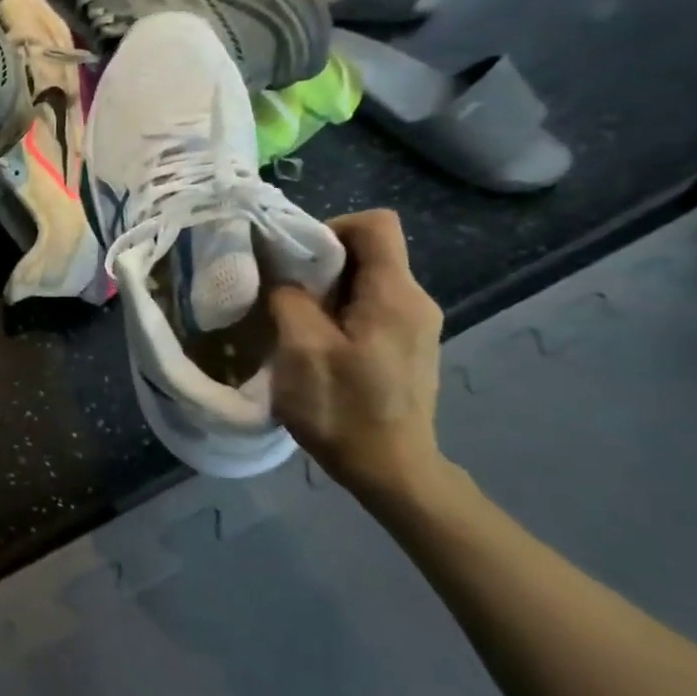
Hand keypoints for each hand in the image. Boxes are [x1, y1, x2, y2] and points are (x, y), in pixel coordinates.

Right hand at [269, 210, 450, 509]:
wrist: (392, 471)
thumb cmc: (344, 409)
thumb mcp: (302, 350)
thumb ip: (289, 299)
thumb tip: (281, 274)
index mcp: (395, 294)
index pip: (375, 224)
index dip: (330, 228)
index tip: (294, 259)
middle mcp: (415, 300)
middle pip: (368, 252)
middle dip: (319, 262)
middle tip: (281, 292)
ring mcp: (415, 326)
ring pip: (366, 281)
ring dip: (326, 290)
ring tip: (292, 320)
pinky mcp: (407, 347)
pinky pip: (371, 307)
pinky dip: (339, 312)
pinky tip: (315, 343)